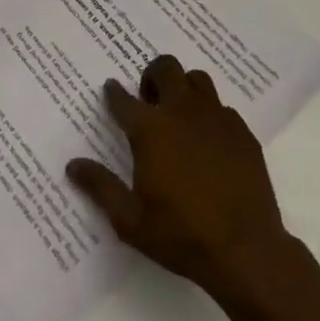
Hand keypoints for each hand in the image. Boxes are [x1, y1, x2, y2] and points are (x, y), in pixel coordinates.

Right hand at [67, 54, 294, 295]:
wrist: (246, 252)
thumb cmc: (181, 235)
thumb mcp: (130, 220)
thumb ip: (100, 187)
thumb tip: (72, 165)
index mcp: (150, 130)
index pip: (123, 99)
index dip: (114, 93)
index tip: (110, 90)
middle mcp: (181, 113)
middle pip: (165, 69)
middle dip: (151, 76)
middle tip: (148, 99)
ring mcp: (216, 119)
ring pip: (197, 80)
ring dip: (183, 88)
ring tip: (179, 113)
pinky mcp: (242, 133)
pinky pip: (222, 107)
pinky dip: (210, 114)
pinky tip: (209, 140)